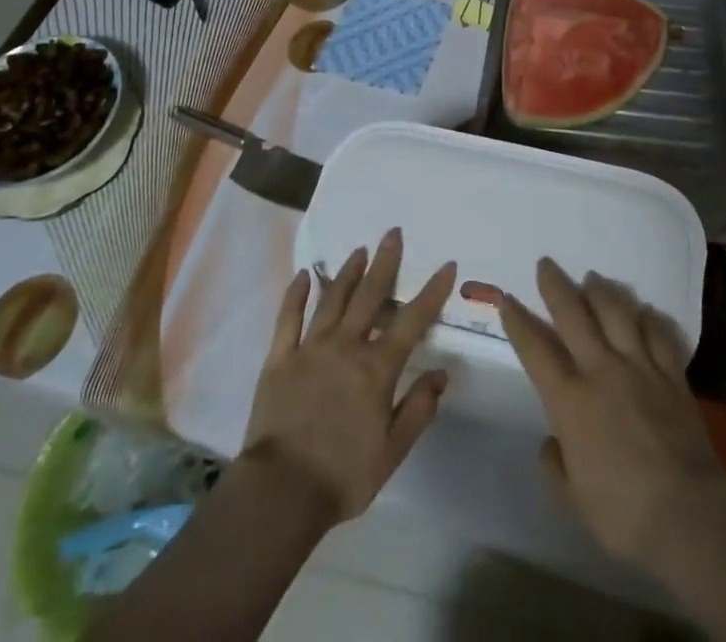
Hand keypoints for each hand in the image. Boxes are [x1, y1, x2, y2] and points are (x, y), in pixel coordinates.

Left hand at [243, 229, 456, 523]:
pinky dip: (296, 294)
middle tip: (393, 233)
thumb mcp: (392, 451)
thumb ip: (418, 408)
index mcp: (377, 368)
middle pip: (370, 295)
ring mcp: (310, 348)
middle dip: (385, 262)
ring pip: (333, 299)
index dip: (432, 292)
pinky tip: (303, 276)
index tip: (446, 266)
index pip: (412, 321)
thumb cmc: (343, 476)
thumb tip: (441, 373)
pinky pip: (289, 318)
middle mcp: (346, 346)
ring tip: (359, 250)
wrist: (280, 493)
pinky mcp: (280, 358)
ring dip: (348, 272)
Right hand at [498, 257, 725, 568]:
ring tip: (593, 278)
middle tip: (546, 264)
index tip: (507, 299)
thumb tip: (552, 441)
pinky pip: (660, 335)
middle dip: (556, 286)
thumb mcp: (573, 499)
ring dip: (602, 291)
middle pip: (575, 316)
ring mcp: (640, 368)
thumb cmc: (622, 513)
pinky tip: (645, 310)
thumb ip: (556, 465)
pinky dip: (650, 318)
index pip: (536, 351)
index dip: (519, 323)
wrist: (687, 512)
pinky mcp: (673, 376)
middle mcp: (602, 371)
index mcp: (571, 401)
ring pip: (618, 313)